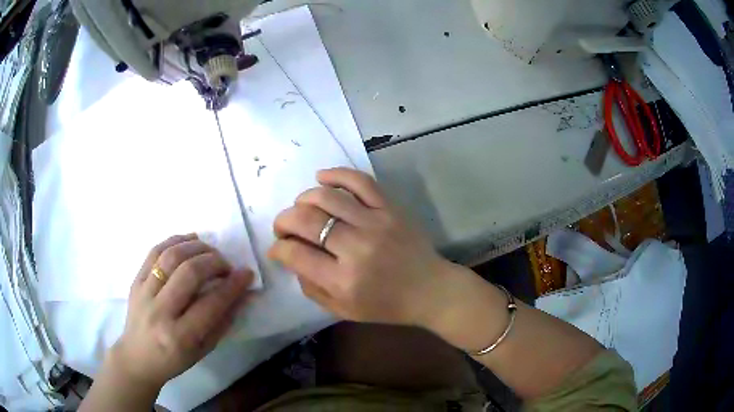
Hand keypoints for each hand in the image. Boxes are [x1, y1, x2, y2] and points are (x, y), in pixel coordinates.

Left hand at [108, 234, 253, 390]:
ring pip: (170, 257)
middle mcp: (160, 312)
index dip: (232, 286)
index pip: (211, 304)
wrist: (137, 357)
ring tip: (209, 250)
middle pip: (189, 273)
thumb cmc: (174, 359)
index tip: (246, 273)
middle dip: (214, 262)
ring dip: (195, 247)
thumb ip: (223, 321)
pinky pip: (154, 251)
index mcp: (180, 336)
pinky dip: (174, 240)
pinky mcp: (135, 281)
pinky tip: (189, 239)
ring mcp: (144, 293)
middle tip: (227, 265)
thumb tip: (242, 294)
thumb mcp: (203, 350)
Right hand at [269, 168, 452, 326]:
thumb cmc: (386, 305)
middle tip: (283, 227)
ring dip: (303, 198)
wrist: (430, 290)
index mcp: (343, 280)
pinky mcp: (390, 208)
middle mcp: (356, 248)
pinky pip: (359, 181)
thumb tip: (292, 258)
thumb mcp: (343, 310)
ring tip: (300, 207)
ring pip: (327, 197)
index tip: (277, 247)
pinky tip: (322, 178)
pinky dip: (336, 174)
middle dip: (283, 221)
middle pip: (306, 220)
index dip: (278, 248)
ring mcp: (375, 223)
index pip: (295, 254)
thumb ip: (311, 287)